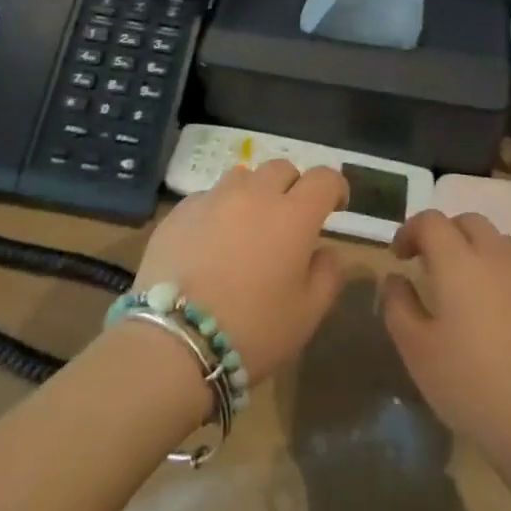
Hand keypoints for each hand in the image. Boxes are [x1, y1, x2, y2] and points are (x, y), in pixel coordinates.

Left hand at [134, 161, 349, 387]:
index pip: (324, 178)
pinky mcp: (180, 211)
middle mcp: (255, 194)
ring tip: (248, 226)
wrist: (174, 342)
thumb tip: (326, 250)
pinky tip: (211, 243)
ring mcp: (214, 198)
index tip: (336, 206)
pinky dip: (219, 211)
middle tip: (289, 219)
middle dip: (293, 187)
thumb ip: (327, 274)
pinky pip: (209, 197)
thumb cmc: (252, 331)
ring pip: (243, 177)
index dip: (335, 188)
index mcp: (293, 215)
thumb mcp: (307, 314)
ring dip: (254, 193)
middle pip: (282, 168)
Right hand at [381, 211, 510, 492]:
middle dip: (444, 235)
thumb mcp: (419, 353)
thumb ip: (399, 307)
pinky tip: (496, 315)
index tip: (399, 257)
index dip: (410, 231)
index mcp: (459, 261)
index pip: (431, 221)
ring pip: (497, 242)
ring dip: (475, 251)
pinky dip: (500, 276)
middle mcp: (496, 255)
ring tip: (464, 288)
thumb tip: (395, 278)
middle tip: (429, 266)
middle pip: (468, 222)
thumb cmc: (473, 385)